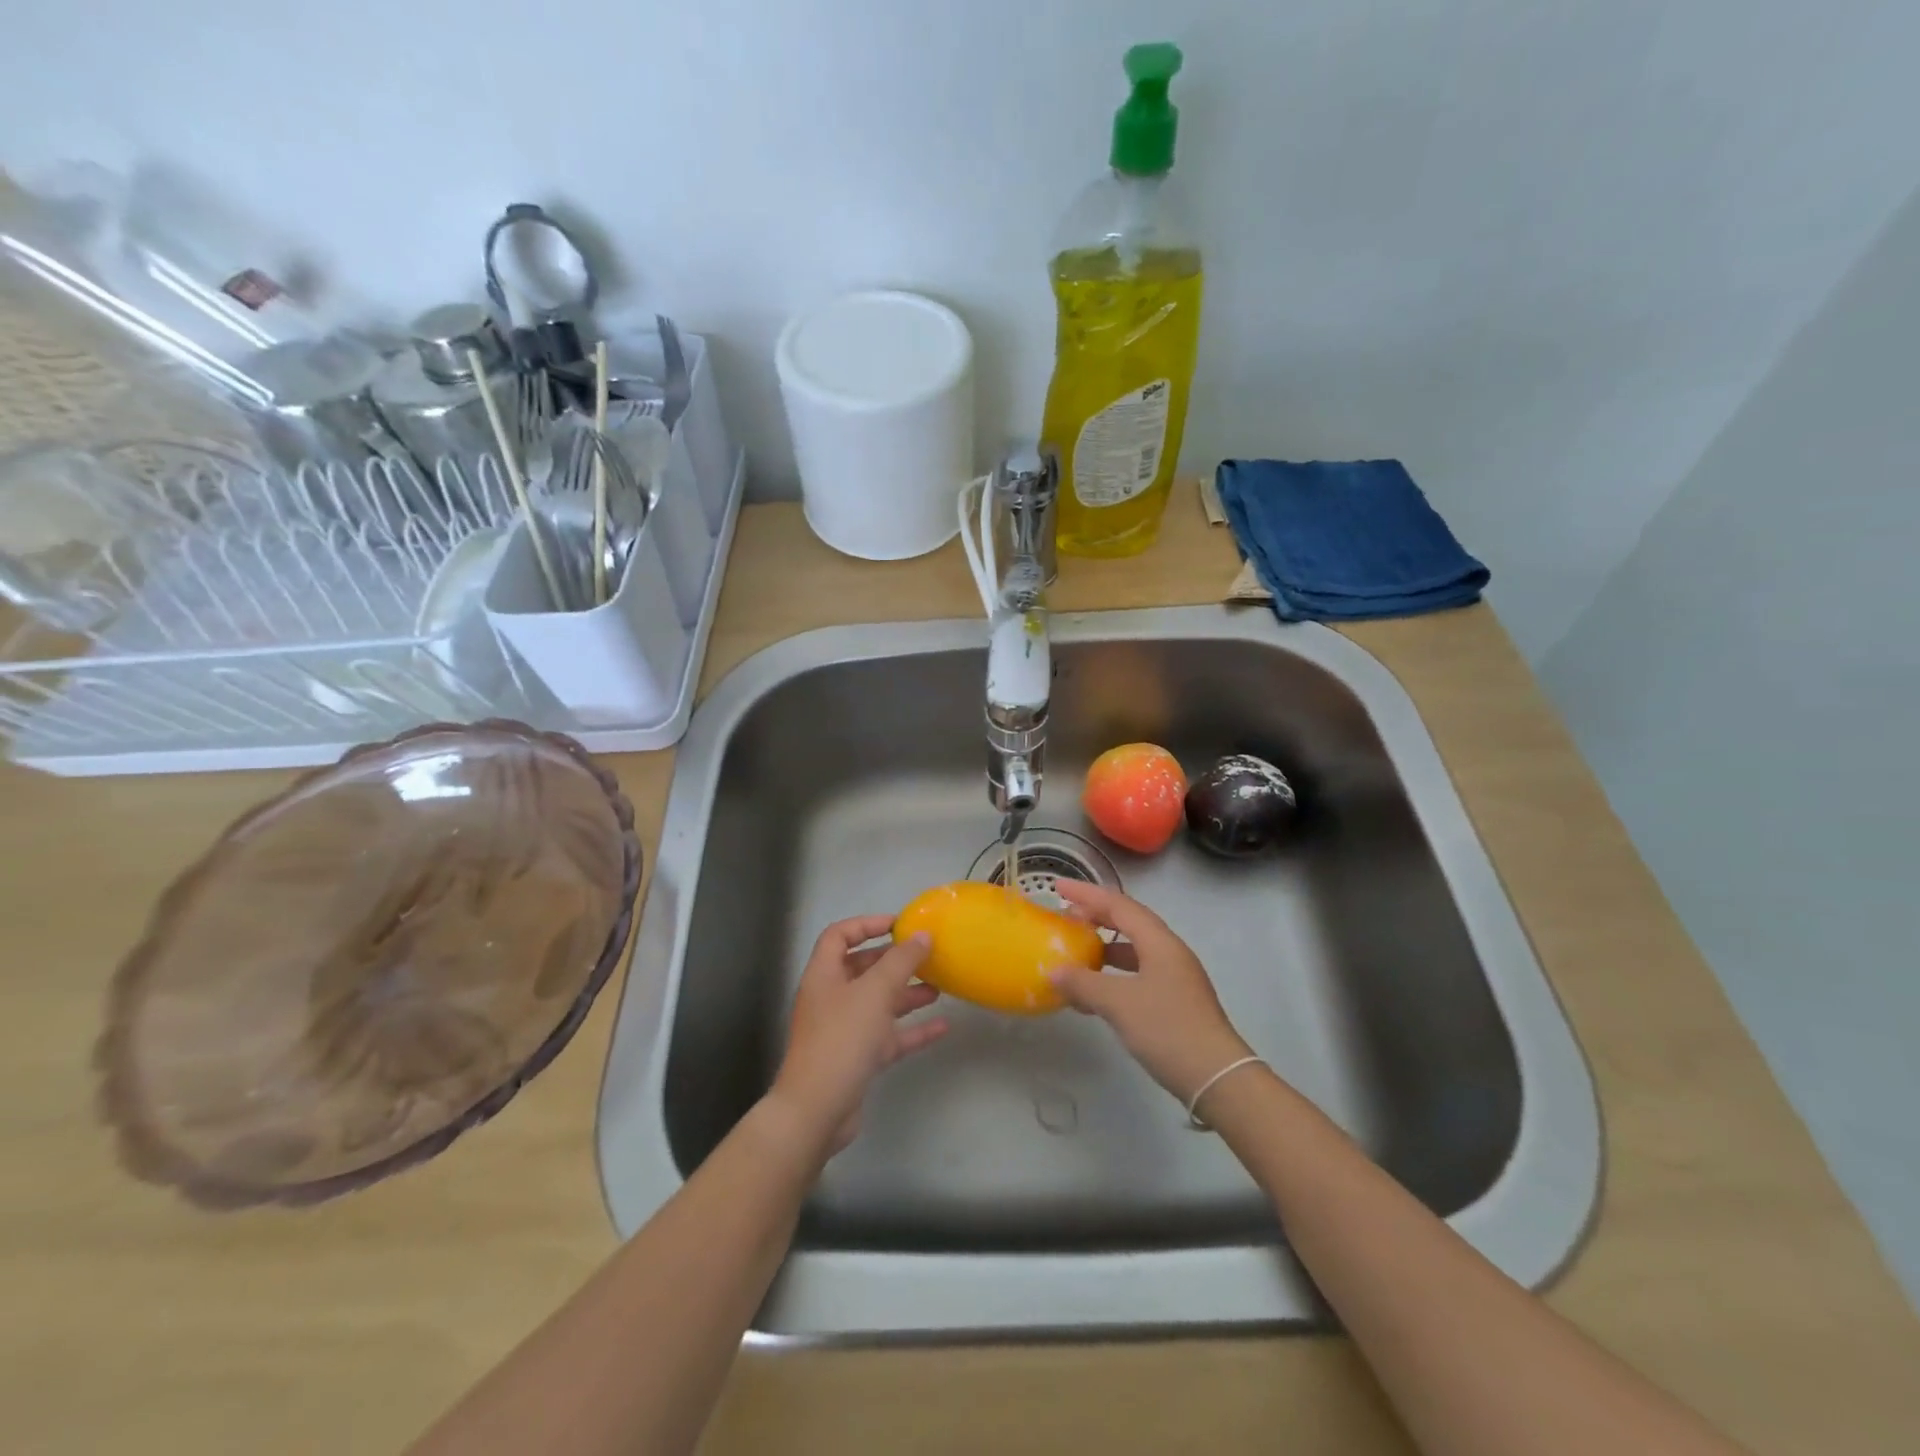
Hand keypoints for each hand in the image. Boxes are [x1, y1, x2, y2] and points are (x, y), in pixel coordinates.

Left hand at [769, 916, 949, 1154]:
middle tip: (926, 956)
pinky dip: (912, 1030)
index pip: (840, 935)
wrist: (816, 1111)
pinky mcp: (856, 1059)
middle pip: (862, 968)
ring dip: (906, 994)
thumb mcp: (875, 992)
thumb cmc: (842, 1040)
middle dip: (894, 961)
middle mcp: (831, 998)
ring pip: (878, 1003)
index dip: (867, 924)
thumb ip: (901, 961)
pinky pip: (888, 1036)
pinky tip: (942, 1027)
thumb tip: (923, 935)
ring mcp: (843, 1030)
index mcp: (824, 975)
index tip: (900, 925)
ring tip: (940, 987)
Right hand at [1047, 880, 1254, 1106]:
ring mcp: (1174, 976)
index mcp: (1159, 942)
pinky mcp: (1174, 1000)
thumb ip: (1084, 983)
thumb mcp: (1119, 1003)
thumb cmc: (1167, 1029)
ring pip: (1133, 949)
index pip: (1118, 904)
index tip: (1058, 886)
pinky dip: (1112, 974)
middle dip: (1095, 915)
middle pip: (1128, 922)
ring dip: (1103, 946)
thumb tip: (1054, 972)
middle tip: (1064, 916)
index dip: (1086, 894)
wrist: (1216, 1077)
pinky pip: (1136, 973)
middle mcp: (1169, 952)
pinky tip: (1095, 990)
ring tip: (1075, 951)